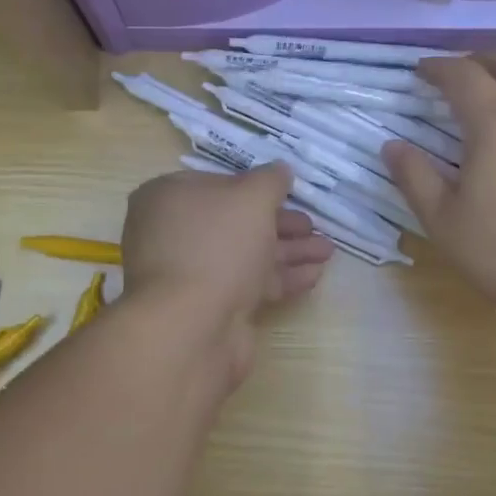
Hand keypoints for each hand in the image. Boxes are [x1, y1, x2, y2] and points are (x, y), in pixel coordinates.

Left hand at [121, 164, 334, 387]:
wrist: (192, 326)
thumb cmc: (217, 244)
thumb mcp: (252, 198)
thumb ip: (270, 180)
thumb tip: (280, 170)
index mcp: (168, 197)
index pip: (216, 184)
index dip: (255, 188)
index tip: (288, 193)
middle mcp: (173, 233)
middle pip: (234, 222)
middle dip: (279, 224)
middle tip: (313, 226)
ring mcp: (189, 273)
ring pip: (245, 254)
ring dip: (288, 251)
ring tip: (327, 251)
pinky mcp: (208, 306)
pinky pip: (247, 284)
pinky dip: (280, 278)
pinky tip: (314, 275)